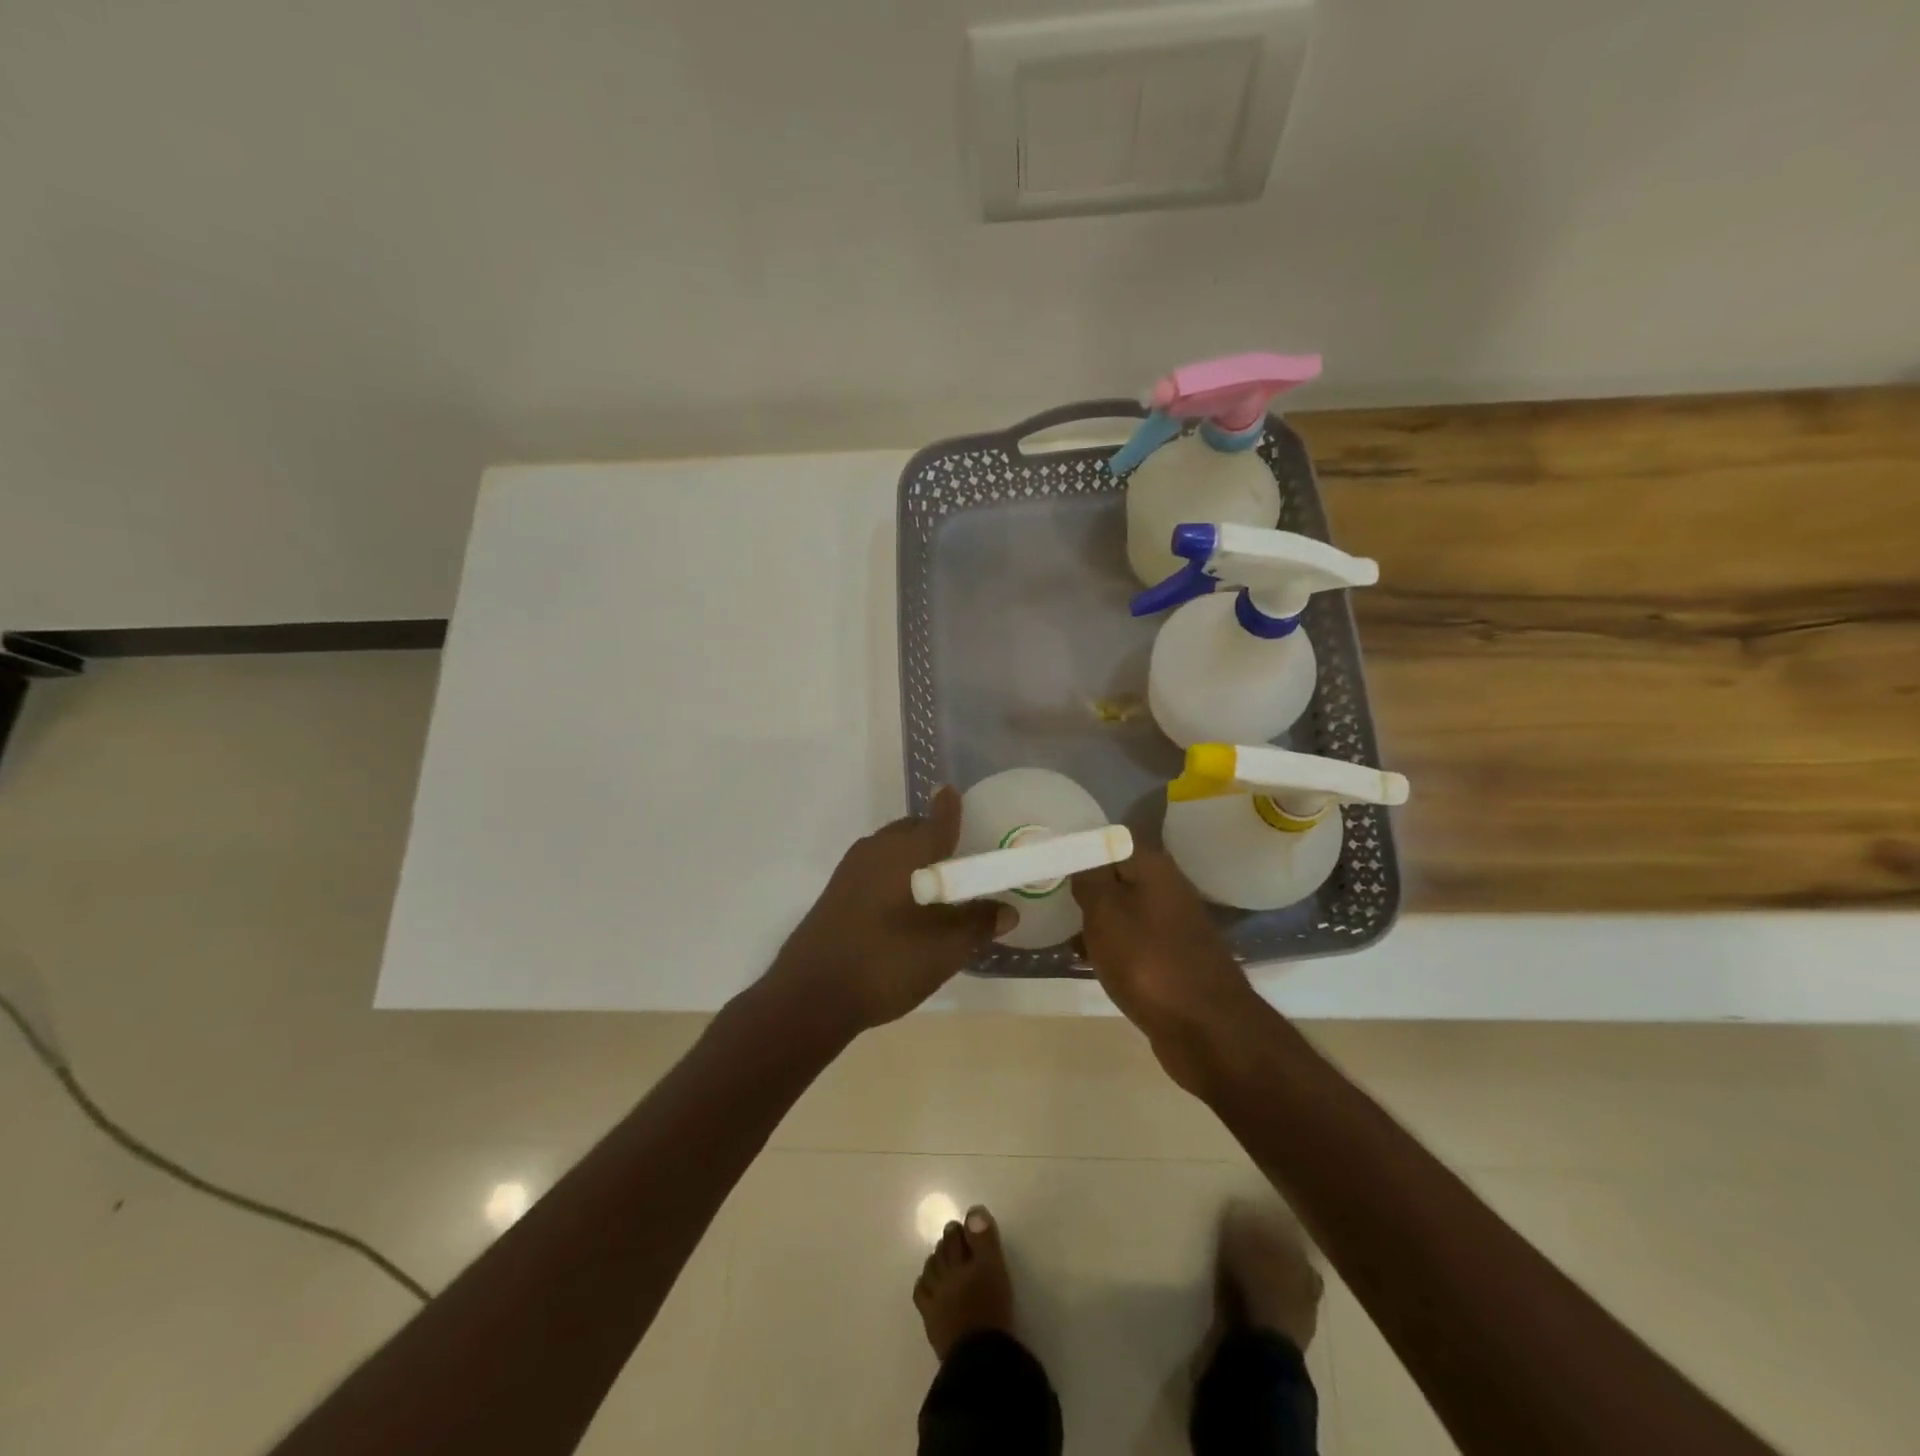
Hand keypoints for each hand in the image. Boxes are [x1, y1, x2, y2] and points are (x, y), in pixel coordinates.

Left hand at [768, 786, 1012, 1034]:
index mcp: (908, 851)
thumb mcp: (945, 949)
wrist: (811, 995)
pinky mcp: (837, 891)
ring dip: (914, 859)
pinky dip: (894, 876)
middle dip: (936, 838)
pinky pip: (875, 869)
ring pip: (892, 849)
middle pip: (914, 830)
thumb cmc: (887, 962)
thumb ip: (979, 924)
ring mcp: (852, 869)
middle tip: (960, 864)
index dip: (952, 807)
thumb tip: (1007, 909)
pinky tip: (904, 910)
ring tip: (936, 891)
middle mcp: (878, 848)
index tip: (958, 798)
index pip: (938, 817)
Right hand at [1071, 849, 1261, 1091]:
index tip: (1049, 861)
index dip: (1079, 848)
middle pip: (1117, 875)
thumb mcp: (1105, 911)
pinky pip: (1133, 940)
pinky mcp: (1174, 958)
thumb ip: (1089, 878)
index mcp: (1153, 866)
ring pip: (1124, 909)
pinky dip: (1111, 945)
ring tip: (1059, 928)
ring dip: (1095, 918)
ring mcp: (1174, 924)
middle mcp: (1168, 887)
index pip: (1109, 840)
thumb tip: (1082, 859)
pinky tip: (1086, 958)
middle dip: (1085, 885)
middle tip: (1047, 894)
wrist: (1205, 1028)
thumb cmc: (1147, 961)